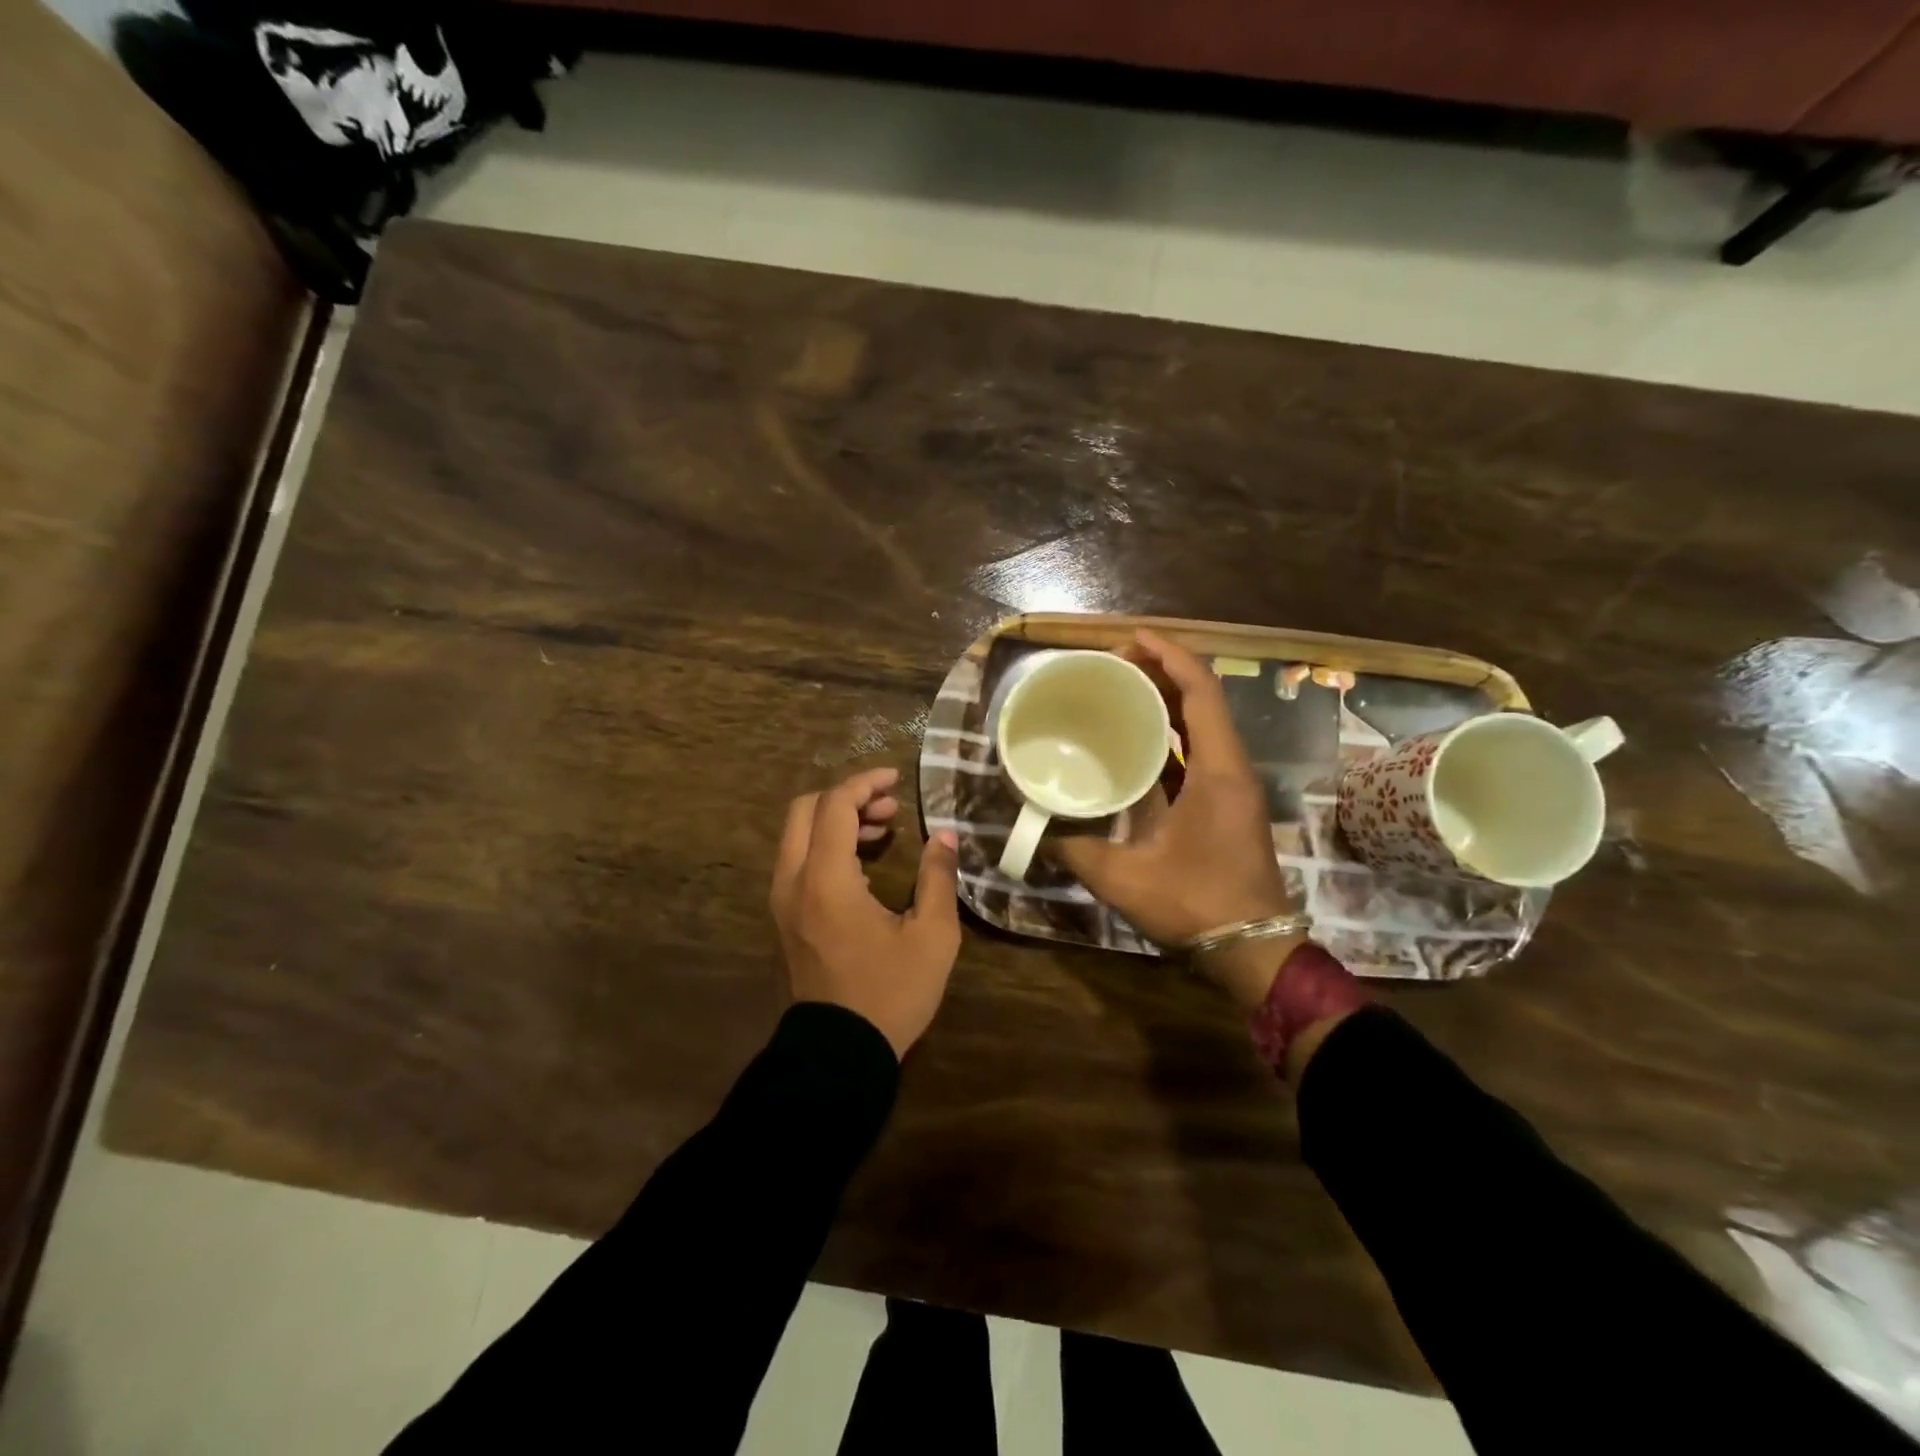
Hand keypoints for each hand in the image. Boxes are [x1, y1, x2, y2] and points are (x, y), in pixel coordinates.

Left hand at [770, 766, 962, 1058]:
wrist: (840, 1054)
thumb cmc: (890, 993)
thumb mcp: (932, 936)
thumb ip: (937, 878)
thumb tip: (945, 836)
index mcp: (826, 879)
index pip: (835, 805)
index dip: (865, 783)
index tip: (896, 779)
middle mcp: (793, 881)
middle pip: (805, 810)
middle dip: (848, 797)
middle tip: (890, 808)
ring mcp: (782, 900)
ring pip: (798, 834)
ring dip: (837, 820)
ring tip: (883, 830)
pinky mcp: (784, 917)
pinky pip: (798, 860)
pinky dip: (826, 845)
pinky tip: (863, 861)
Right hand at [1054, 630, 1301, 1010]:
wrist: (1253, 950)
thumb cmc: (1196, 906)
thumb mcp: (1124, 878)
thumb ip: (1074, 850)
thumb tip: (1036, 829)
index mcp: (1216, 771)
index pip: (1200, 692)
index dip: (1170, 655)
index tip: (1131, 639)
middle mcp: (1231, 768)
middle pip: (1202, 699)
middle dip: (1163, 672)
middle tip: (1113, 664)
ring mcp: (1232, 786)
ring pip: (1202, 725)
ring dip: (1167, 701)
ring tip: (1120, 691)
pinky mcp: (1226, 803)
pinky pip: (1199, 752)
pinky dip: (1170, 735)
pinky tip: (1135, 741)